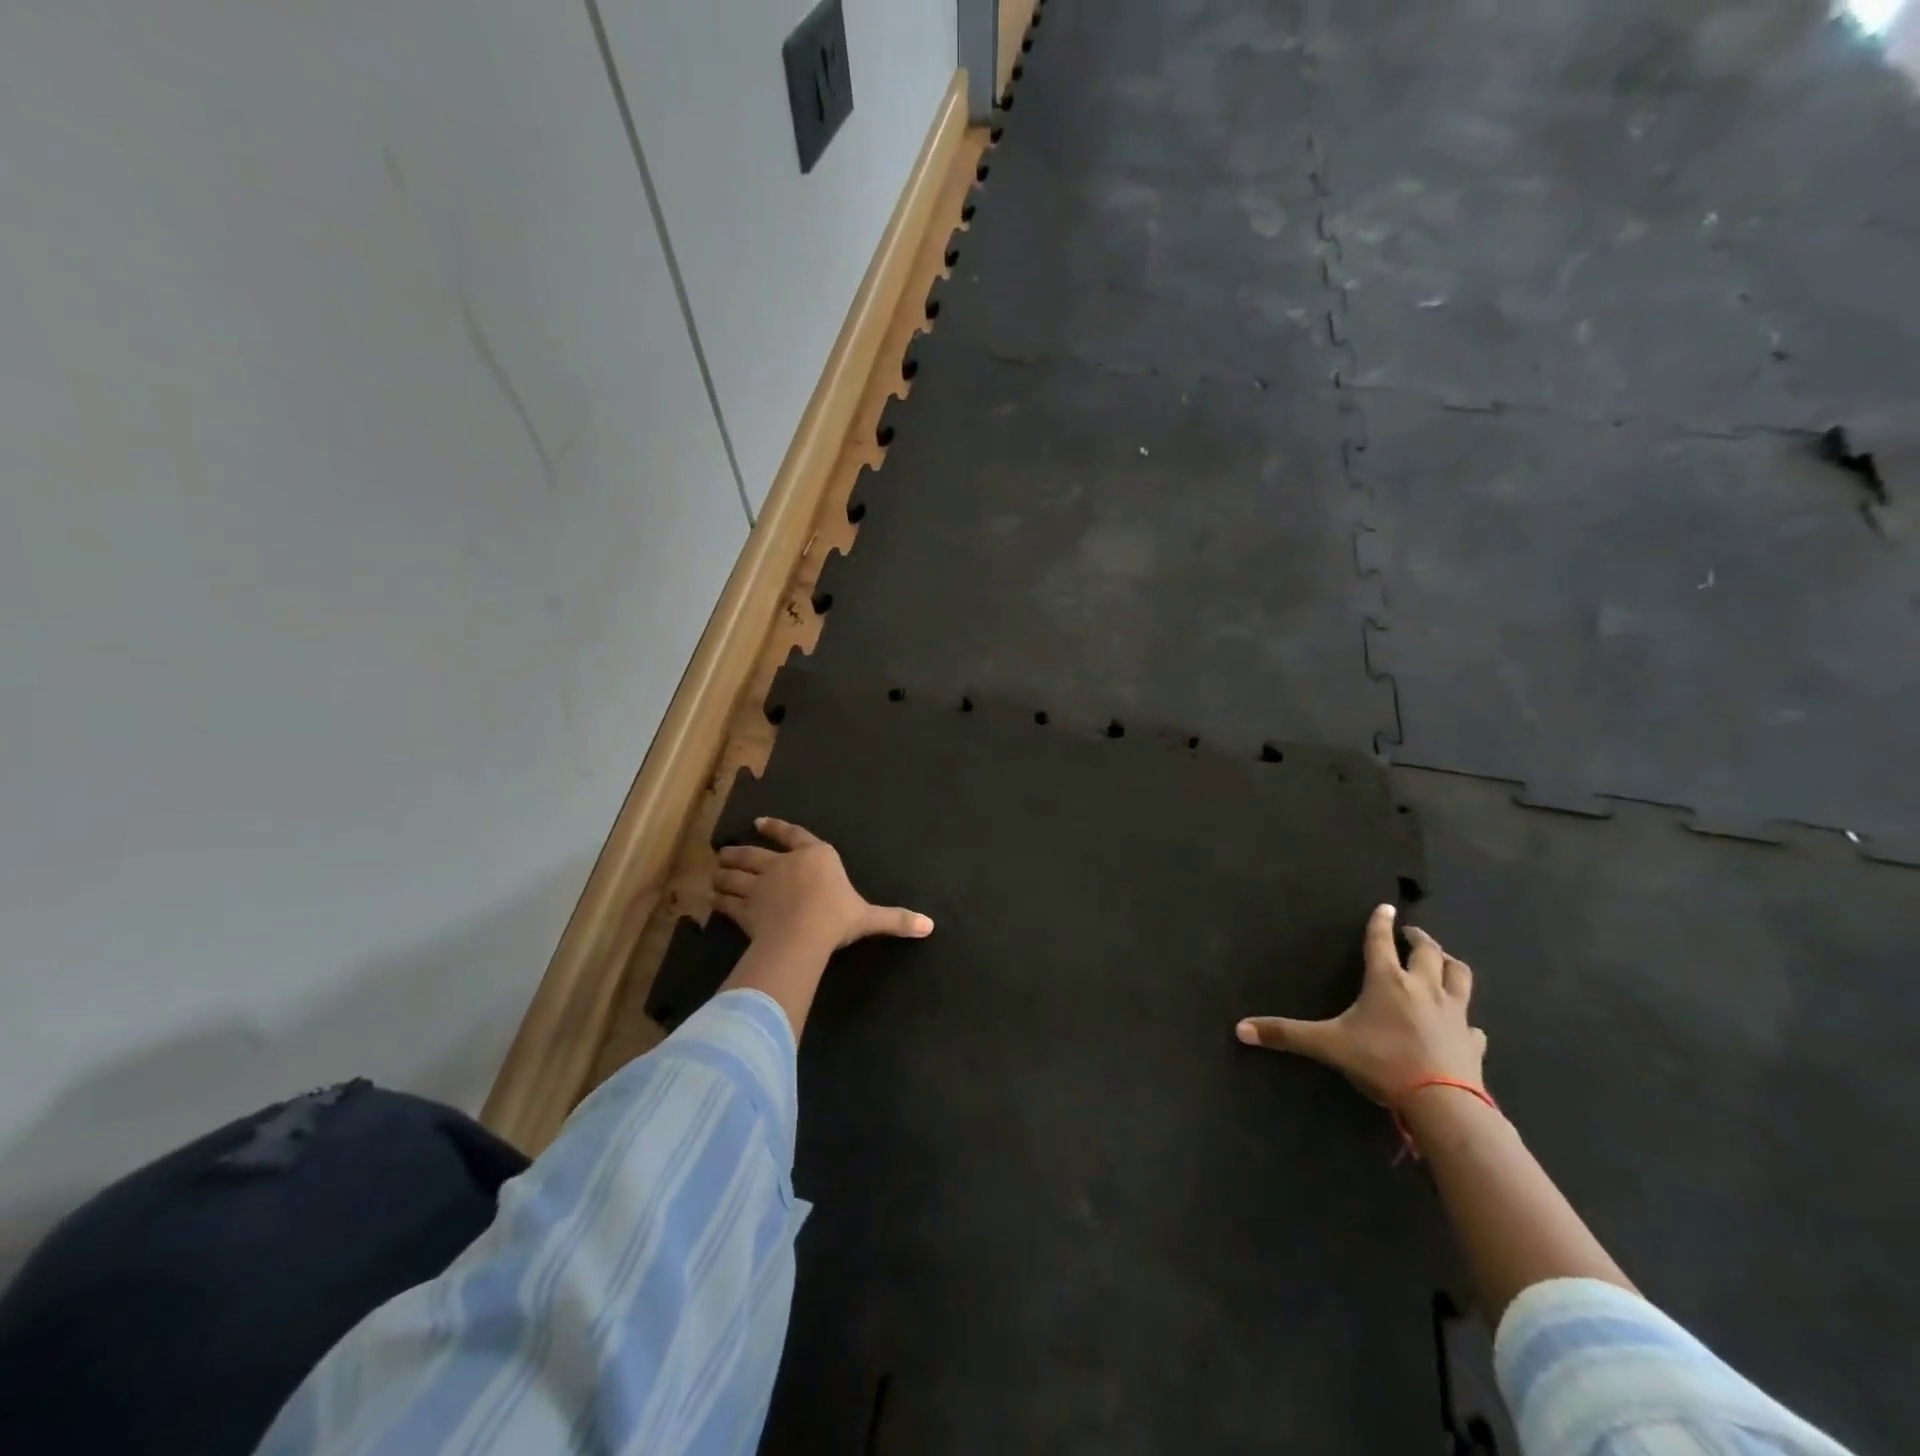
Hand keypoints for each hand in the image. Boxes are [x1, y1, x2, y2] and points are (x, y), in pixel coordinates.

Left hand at [713, 817, 933, 953]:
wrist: (803, 934)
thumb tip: (929, 926)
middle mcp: (784, 863)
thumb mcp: (869, 918)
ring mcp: (760, 883)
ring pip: (734, 874)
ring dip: (723, 873)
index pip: (793, 835)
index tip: (758, 823)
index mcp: (816, 856)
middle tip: (725, 852)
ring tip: (716, 874)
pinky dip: (719, 901)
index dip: (775, 828)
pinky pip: (727, 901)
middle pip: (754, 853)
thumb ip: (895, 919)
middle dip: (739, 852)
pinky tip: (714, 902)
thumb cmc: (837, 918)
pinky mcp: (744, 906)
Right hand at [1235, 904, 1487, 1105]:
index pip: (1381, 941)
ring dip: (1449, 964)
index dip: (1380, 922)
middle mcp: (1424, 988)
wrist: (1443, 1103)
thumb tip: (1240, 1029)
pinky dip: (1466, 1018)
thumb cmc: (1382, 1062)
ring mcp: (1454, 1013)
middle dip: (1420, 938)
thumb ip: (1286, 1034)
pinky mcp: (1472, 1041)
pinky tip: (1463, 1024)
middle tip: (1411, 934)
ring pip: (1460, 976)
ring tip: (1441, 961)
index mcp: (1388, 981)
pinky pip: (1473, 1023)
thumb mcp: (1328, 1045)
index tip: (1385, 906)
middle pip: (1428, 951)